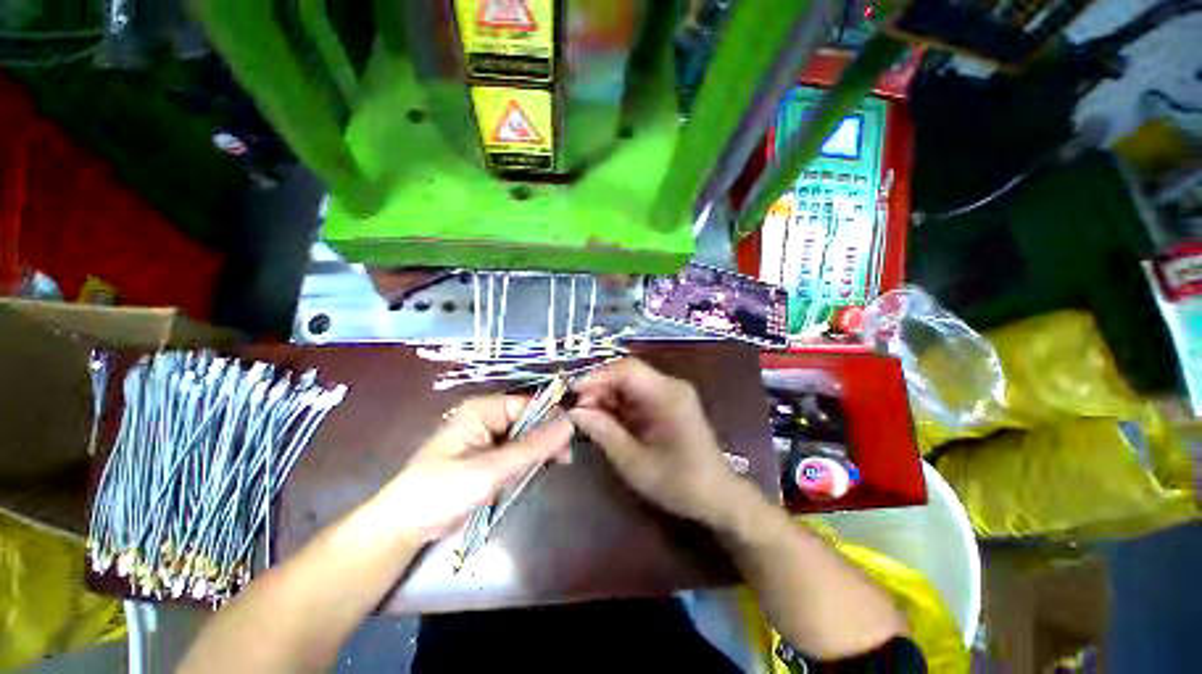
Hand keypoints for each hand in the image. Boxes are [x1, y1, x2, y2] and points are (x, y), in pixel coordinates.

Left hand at [376, 395, 572, 543]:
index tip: (568, 445)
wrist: (404, 526)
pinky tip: (530, 474)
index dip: (552, 420)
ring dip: (537, 453)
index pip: (530, 404)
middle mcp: (487, 416)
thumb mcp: (492, 470)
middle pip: (530, 419)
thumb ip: (533, 446)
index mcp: (484, 409)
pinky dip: (526, 462)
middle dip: (546, 439)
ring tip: (547, 470)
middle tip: (562, 462)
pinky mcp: (487, 454)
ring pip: (526, 436)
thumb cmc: (442, 492)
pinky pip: (517, 451)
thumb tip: (570, 422)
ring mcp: (487, 435)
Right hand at [569, 358, 749, 527]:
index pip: (627, 369)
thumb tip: (574, 412)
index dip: (597, 376)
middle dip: (599, 388)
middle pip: (627, 374)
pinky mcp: (666, 404)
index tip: (572, 392)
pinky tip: (604, 420)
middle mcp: (670, 386)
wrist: (716, 496)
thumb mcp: (634, 461)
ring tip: (586, 417)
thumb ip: (603, 432)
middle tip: (577, 410)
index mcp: (667, 395)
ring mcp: (669, 393)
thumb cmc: (678, 482)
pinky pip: (635, 396)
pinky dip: (617, 406)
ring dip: (606, 397)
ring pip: (628, 384)